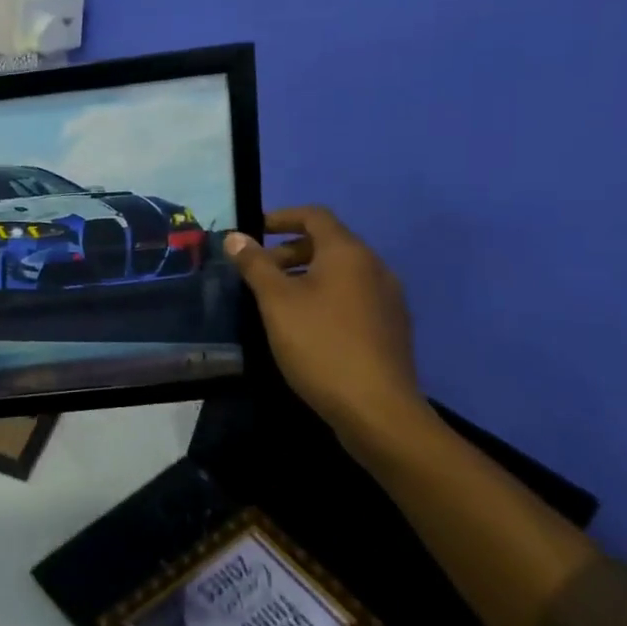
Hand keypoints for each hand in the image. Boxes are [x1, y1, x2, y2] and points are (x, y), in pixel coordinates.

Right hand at [224, 207, 422, 435]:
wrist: (377, 410)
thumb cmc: (321, 345)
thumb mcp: (276, 302)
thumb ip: (255, 265)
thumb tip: (235, 237)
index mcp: (348, 253)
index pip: (315, 216)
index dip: (281, 217)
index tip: (253, 233)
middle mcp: (374, 267)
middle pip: (328, 243)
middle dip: (289, 251)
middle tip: (258, 272)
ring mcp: (388, 299)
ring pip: (341, 272)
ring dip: (306, 275)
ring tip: (276, 301)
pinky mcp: (391, 327)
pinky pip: (353, 297)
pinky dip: (326, 297)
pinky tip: (306, 326)